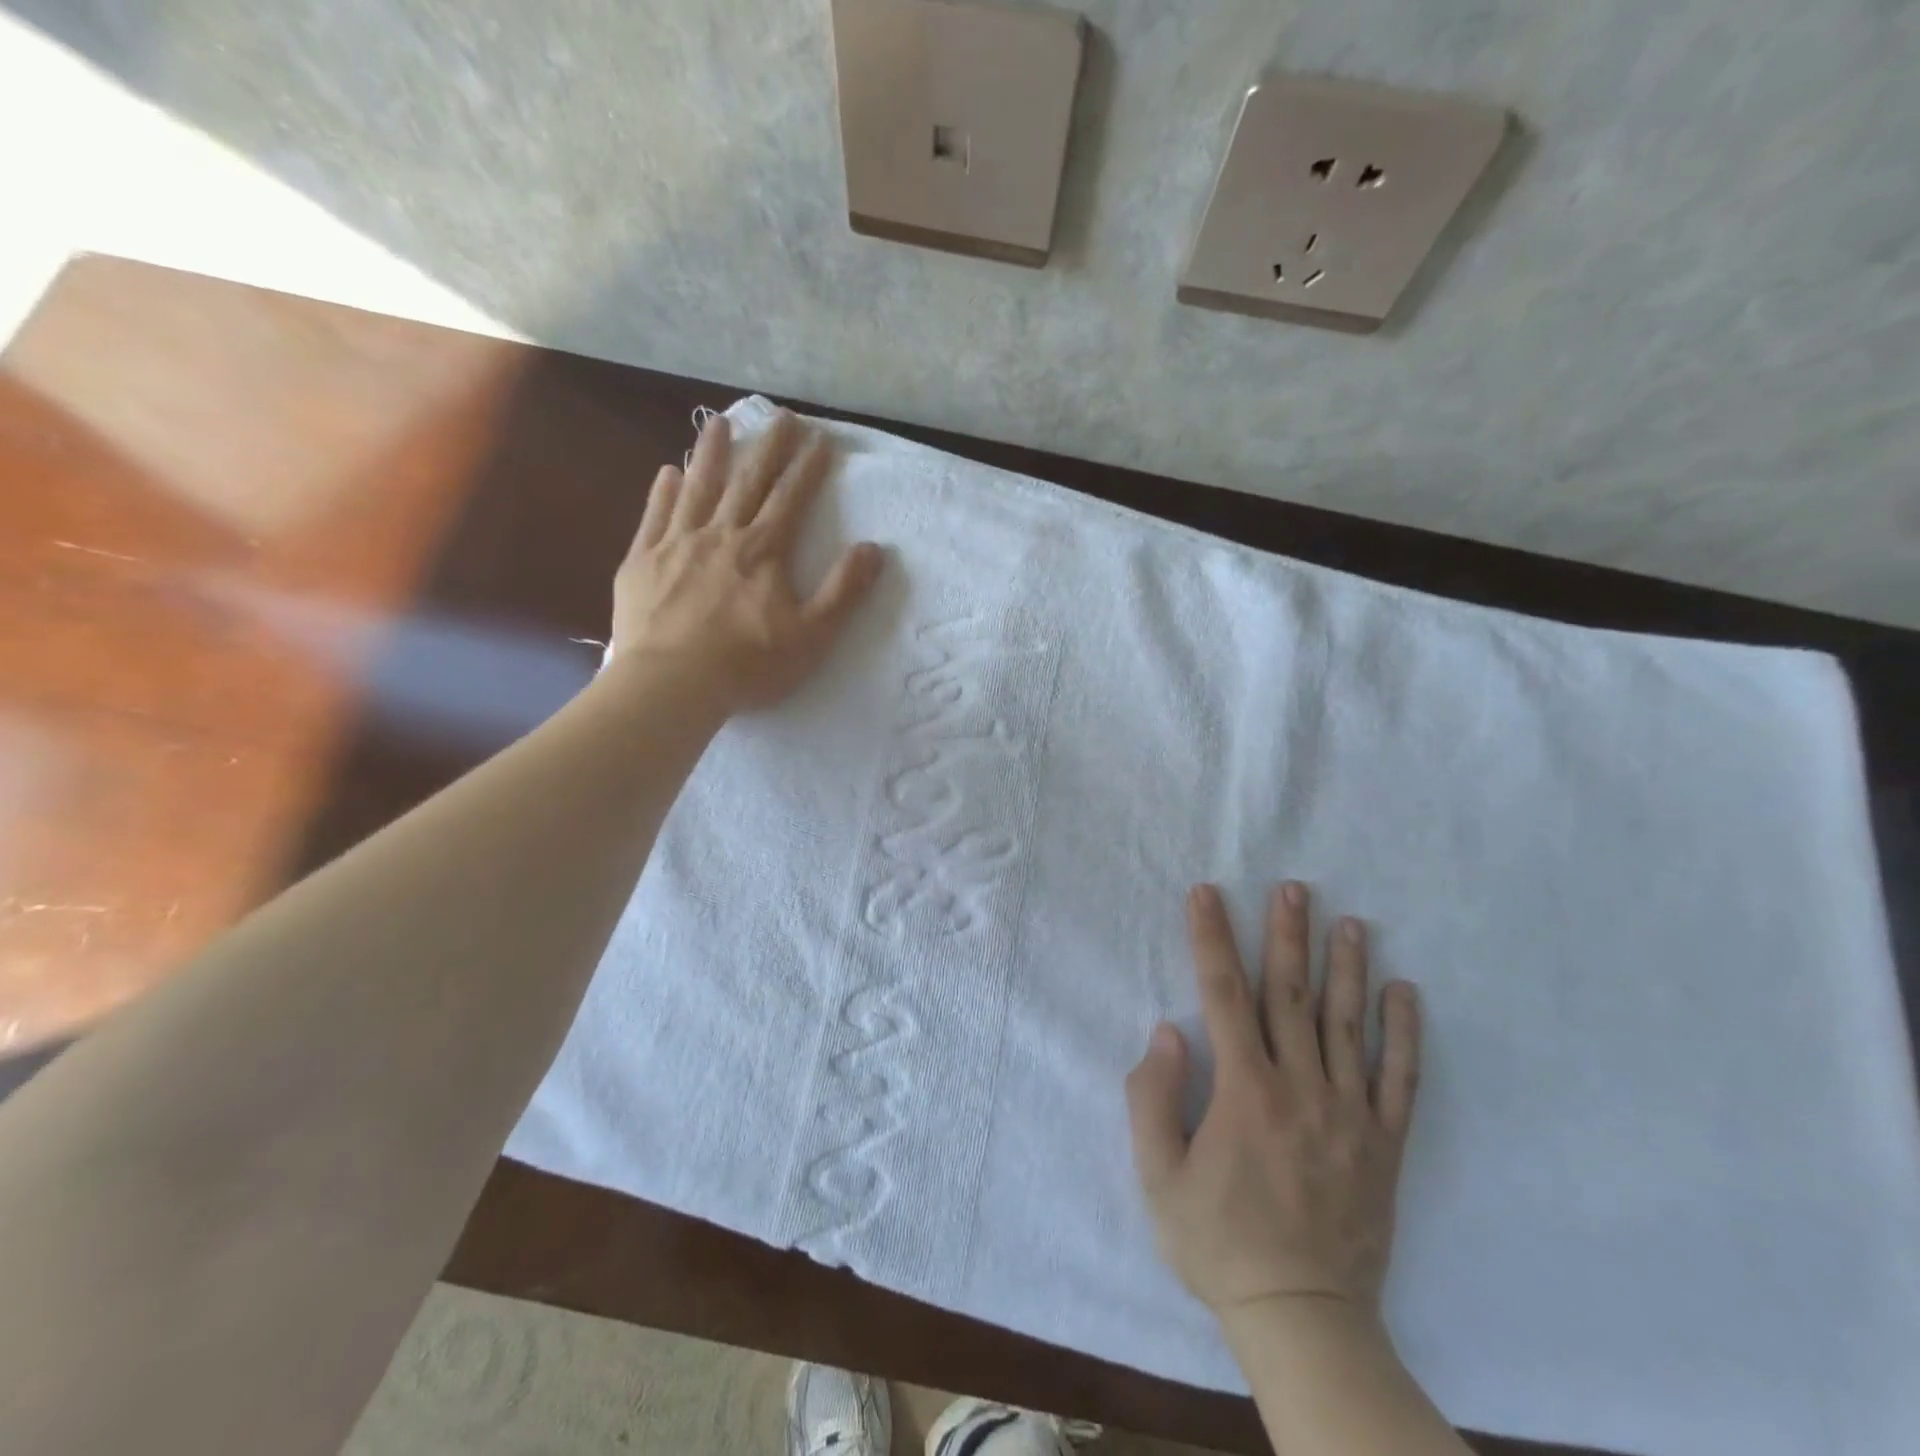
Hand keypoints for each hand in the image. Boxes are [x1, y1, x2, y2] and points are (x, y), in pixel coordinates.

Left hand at [609, 409, 882, 711]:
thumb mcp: (812, 635)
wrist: (671, 684)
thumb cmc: (748, 664)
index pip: (791, 499)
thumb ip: (844, 591)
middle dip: (769, 448)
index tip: (821, 439)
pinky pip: (655, 516)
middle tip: (782, 416)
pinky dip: (663, 491)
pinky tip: (668, 472)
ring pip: (698, 489)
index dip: (808, 468)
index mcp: (763, 552)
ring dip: (712, 454)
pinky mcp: (642, 562)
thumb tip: (874, 549)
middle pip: (748, 482)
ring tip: (720, 423)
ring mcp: (677, 544)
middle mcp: (721, 535)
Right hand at [1126, 883, 1420, 1323]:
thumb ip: (1152, 1098)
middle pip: (1291, 995)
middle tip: (1293, 888)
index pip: (1223, 995)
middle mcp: (1300, 1088)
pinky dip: (1404, 1033)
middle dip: (1287, 935)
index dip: (1212, 939)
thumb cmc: (1218, 1243)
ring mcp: (1349, 1115)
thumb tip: (1169, 1031)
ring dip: (1347, 968)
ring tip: (1349, 921)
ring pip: (1348, 1025)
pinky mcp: (1384, 1144)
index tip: (1207, 894)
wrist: (1302, 1318)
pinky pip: (1400, 1079)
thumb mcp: (1157, 1176)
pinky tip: (1404, 993)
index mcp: (1244, 1091)